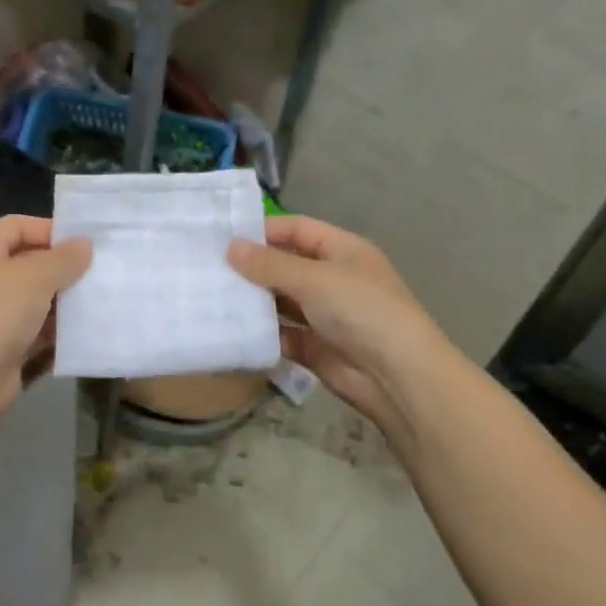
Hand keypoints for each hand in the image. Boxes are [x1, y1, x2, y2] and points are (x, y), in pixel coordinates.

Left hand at [0, 215, 92, 429]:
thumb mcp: (34, 276)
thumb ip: (63, 258)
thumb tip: (84, 244)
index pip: (17, 226)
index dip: (50, 230)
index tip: (86, 243)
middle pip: (28, 262)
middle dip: (63, 267)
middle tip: (100, 271)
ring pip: (36, 298)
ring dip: (64, 299)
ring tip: (100, 298)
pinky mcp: (5, 345)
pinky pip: (37, 328)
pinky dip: (58, 328)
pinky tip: (86, 329)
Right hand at [227, 215, 446, 435]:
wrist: (397, 376)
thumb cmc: (361, 311)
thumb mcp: (314, 279)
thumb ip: (269, 264)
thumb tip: (230, 247)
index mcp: (342, 251)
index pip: (297, 229)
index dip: (263, 230)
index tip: (223, 238)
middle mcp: (332, 279)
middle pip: (285, 265)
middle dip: (251, 268)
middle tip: (207, 269)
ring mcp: (324, 315)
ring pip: (280, 302)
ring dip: (253, 301)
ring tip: (210, 297)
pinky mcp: (314, 347)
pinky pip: (281, 335)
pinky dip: (261, 333)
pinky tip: (230, 330)